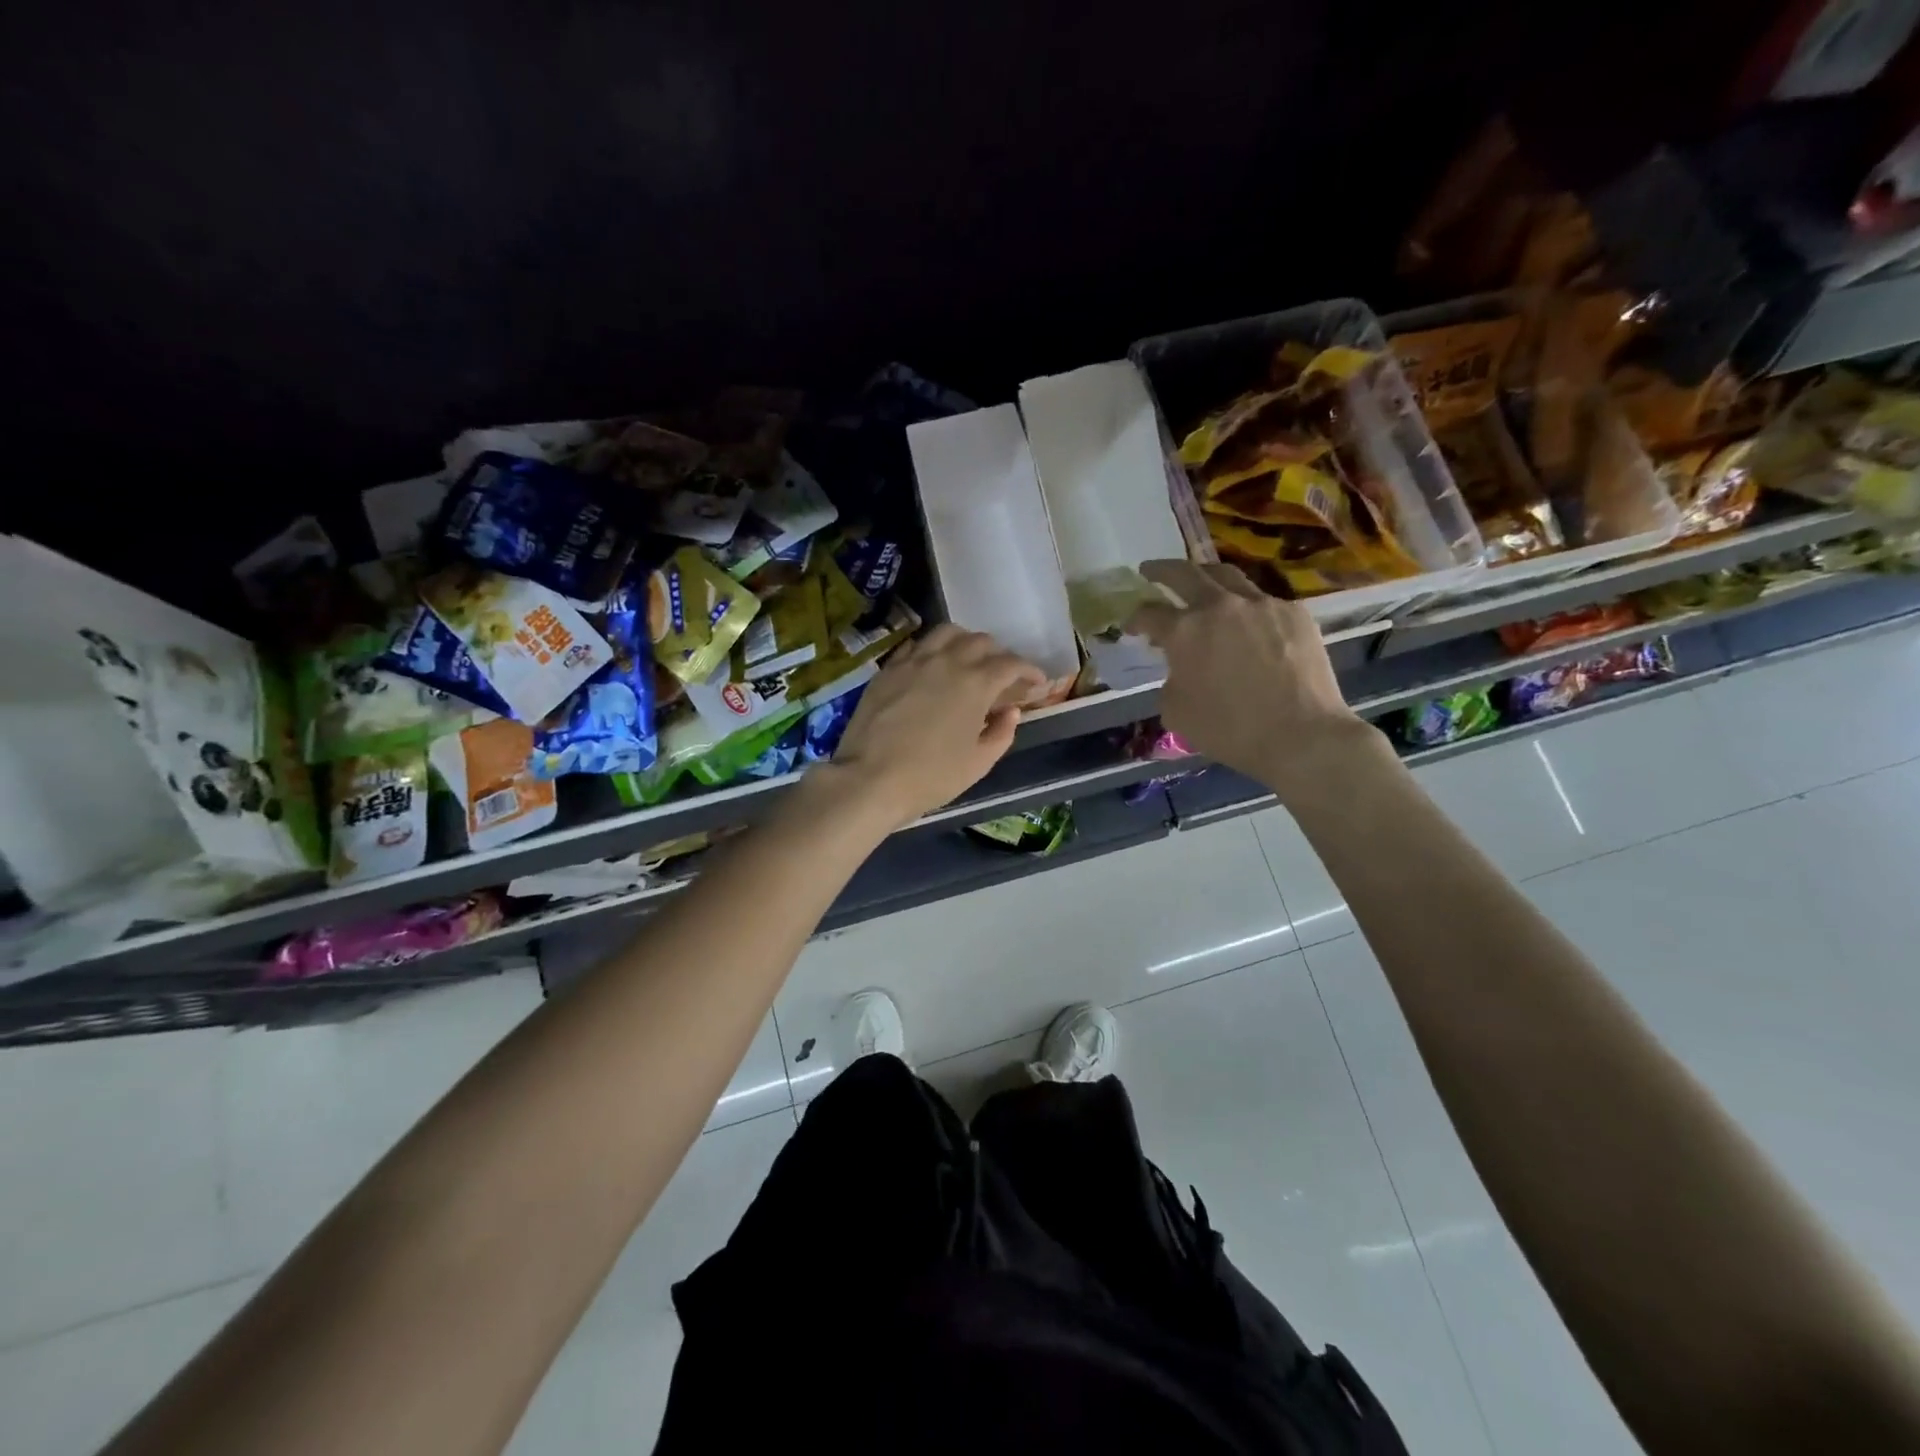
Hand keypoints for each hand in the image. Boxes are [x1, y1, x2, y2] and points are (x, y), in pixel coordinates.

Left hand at [819, 625, 1045, 830]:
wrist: (869, 779)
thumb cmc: (930, 777)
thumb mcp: (977, 763)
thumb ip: (1001, 734)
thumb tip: (1010, 712)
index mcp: (976, 683)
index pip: (1011, 664)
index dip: (1029, 670)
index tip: (1037, 682)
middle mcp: (947, 661)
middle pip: (981, 642)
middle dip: (999, 655)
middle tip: (1003, 676)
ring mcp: (914, 661)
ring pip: (947, 633)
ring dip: (966, 642)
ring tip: (969, 660)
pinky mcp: (888, 669)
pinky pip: (917, 645)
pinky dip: (933, 649)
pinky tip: (933, 666)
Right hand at [1126, 560, 1377, 801]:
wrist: (1300, 735)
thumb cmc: (1229, 730)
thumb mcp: (1176, 712)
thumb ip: (1171, 680)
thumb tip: (1181, 668)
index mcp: (1184, 631)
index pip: (1149, 613)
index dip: (1135, 618)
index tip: (1132, 626)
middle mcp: (1219, 606)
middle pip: (1184, 573)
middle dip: (1161, 570)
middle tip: (1150, 570)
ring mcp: (1260, 604)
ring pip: (1227, 575)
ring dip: (1205, 575)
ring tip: (1199, 579)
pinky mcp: (1294, 613)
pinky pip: (1262, 600)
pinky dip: (1245, 606)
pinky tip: (1247, 621)